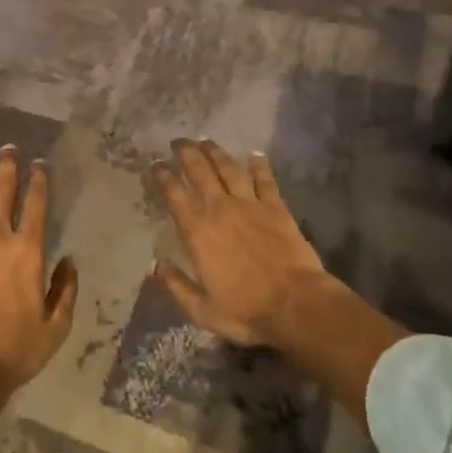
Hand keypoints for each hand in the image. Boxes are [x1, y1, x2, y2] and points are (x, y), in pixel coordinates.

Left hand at [0, 145, 77, 396]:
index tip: (40, 163)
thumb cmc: (15, 349)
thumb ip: (65, 290)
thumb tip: (69, 261)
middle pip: (3, 192)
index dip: (39, 180)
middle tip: (8, 147)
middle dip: (7, 166)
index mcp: (28, 251)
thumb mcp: (55, 327)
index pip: (36, 204)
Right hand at [148, 139, 328, 347]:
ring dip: (216, 152)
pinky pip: (265, 181)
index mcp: (197, 232)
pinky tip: (255, 155)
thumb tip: (155, 265)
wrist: (296, 305)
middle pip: (200, 171)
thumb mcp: (202, 310)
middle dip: (186, 153)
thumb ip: (176, 285)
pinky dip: (259, 166)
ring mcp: (250, 205)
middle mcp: (220, 209)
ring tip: (206, 140)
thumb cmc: (246, 311)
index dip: (162, 176)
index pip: (174, 195)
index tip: (155, 165)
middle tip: (178, 141)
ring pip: (229, 169)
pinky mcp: (276, 208)